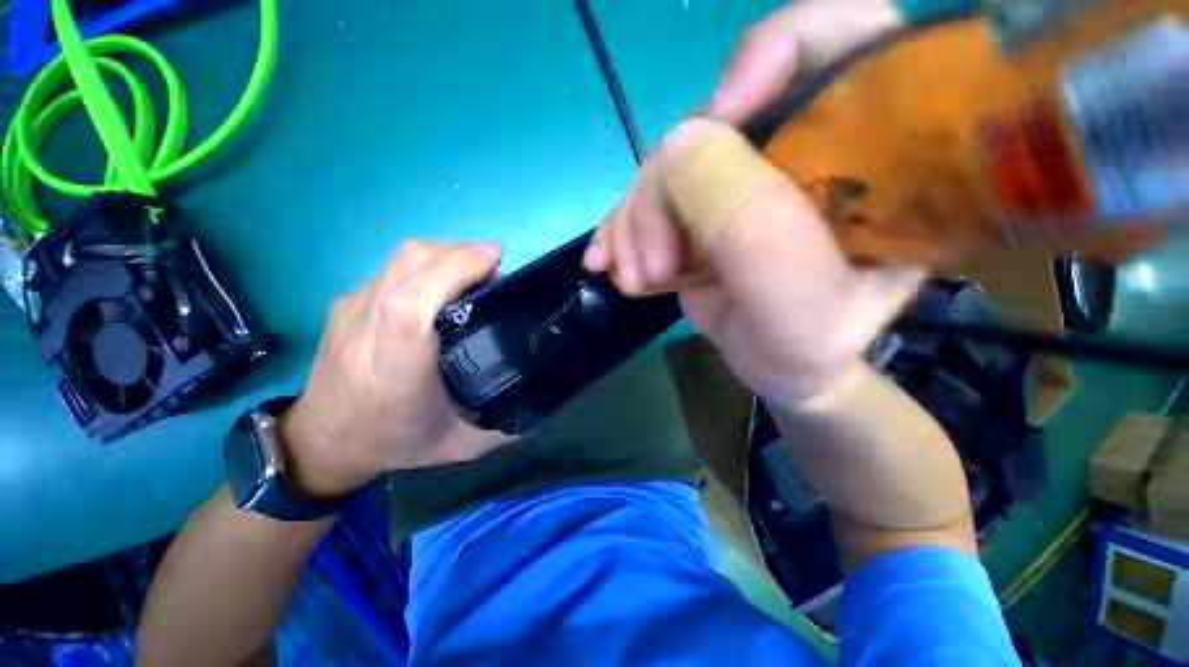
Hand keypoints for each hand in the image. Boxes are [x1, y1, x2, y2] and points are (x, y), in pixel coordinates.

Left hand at [281, 241, 512, 497]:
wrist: (321, 443)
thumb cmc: (394, 443)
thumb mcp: (460, 443)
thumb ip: (505, 424)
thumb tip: (542, 396)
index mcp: (396, 372)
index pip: (412, 304)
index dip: (454, 270)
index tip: (495, 259)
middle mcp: (366, 333)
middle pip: (409, 265)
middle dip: (461, 253)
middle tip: (495, 269)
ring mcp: (350, 312)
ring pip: (401, 259)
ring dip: (447, 254)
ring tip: (476, 272)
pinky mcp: (345, 303)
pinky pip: (394, 267)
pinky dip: (428, 263)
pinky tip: (446, 282)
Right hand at [583, 0, 916, 405]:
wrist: (774, 364)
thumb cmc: (805, 341)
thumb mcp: (798, 300)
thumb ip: (752, 223)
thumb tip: (678, 146)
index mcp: (868, 153)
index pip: (847, 33)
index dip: (778, 49)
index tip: (724, 116)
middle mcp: (801, 148)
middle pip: (717, 116)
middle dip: (667, 190)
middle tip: (655, 263)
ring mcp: (741, 176)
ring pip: (667, 163)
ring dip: (636, 223)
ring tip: (638, 278)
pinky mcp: (699, 204)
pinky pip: (646, 195)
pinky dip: (620, 228)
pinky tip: (609, 263)